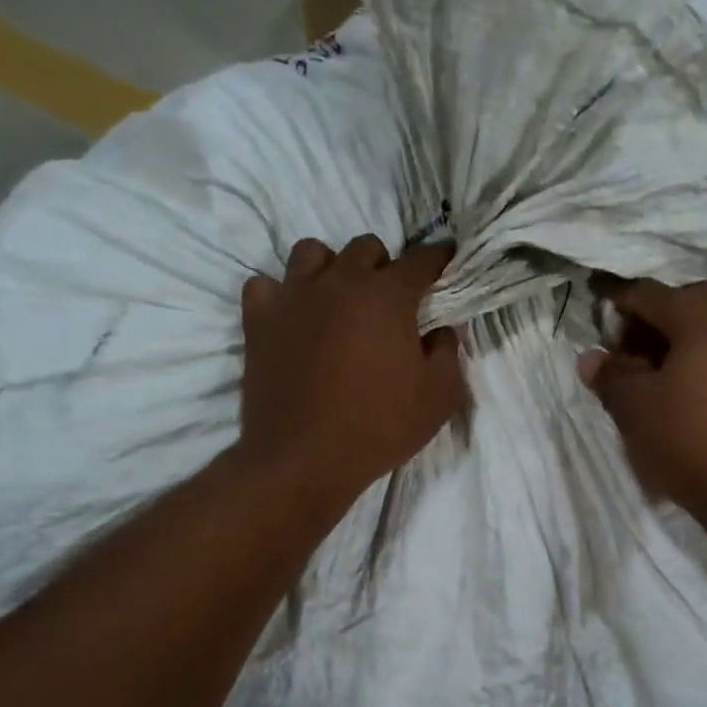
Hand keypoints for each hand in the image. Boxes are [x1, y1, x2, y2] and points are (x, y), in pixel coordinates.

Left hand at [238, 236, 463, 507]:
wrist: (303, 459)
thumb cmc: (379, 427)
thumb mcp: (438, 398)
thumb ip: (448, 353)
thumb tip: (441, 330)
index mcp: (388, 297)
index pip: (421, 260)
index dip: (438, 257)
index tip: (445, 259)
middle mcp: (340, 283)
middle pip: (365, 247)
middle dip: (383, 264)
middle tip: (388, 298)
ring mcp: (294, 297)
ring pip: (311, 252)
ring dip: (330, 268)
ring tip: (337, 298)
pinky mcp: (259, 320)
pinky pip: (264, 285)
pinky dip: (280, 294)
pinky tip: (292, 316)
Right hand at [577, 279, 706, 519]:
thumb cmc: (686, 440)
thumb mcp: (633, 406)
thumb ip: (609, 374)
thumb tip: (592, 358)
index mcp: (702, 321)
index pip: (651, 293)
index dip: (618, 304)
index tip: (597, 325)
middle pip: (687, 300)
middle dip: (652, 317)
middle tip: (627, 349)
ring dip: (675, 338)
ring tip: (647, 374)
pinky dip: (695, 357)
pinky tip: (676, 392)